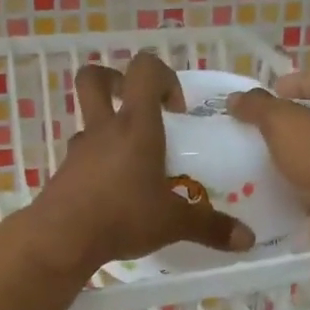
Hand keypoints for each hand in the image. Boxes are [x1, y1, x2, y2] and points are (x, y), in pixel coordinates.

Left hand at [23, 52, 253, 276]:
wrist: (62, 239)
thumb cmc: (123, 216)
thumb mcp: (173, 223)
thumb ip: (210, 227)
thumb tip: (248, 240)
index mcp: (136, 125)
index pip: (144, 69)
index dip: (163, 76)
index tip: (176, 110)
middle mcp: (104, 129)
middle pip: (94, 79)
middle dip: (116, 82)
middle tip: (138, 109)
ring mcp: (78, 150)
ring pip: (88, 122)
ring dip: (108, 131)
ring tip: (132, 165)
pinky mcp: (63, 174)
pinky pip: (81, 157)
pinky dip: (96, 165)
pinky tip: (112, 194)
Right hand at [227, 66, 309, 252]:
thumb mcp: (283, 122)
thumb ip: (258, 107)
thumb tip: (235, 98)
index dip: (298, 82)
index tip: (272, 92)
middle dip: (293, 121)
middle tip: (261, 127)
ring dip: (294, 155)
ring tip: (261, 159)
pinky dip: (298, 185)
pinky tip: (274, 189)